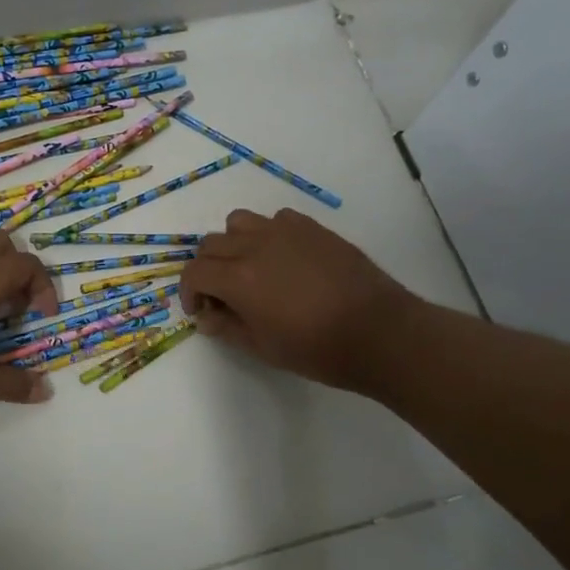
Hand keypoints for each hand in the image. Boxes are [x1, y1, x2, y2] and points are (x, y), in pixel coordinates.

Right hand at [180, 208, 419, 396]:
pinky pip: (276, 220)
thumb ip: (228, 328)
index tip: (201, 311)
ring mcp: (285, 231)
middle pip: (211, 244)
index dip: (190, 292)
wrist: (379, 332)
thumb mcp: (263, 348)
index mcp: (238, 278)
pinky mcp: (312, 228)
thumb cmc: (318, 349)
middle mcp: (255, 245)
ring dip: (234, 244)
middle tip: (222, 296)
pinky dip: (268, 234)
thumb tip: (207, 317)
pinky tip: (284, 258)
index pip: (194, 272)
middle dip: (208, 269)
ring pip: (239, 222)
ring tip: (249, 268)